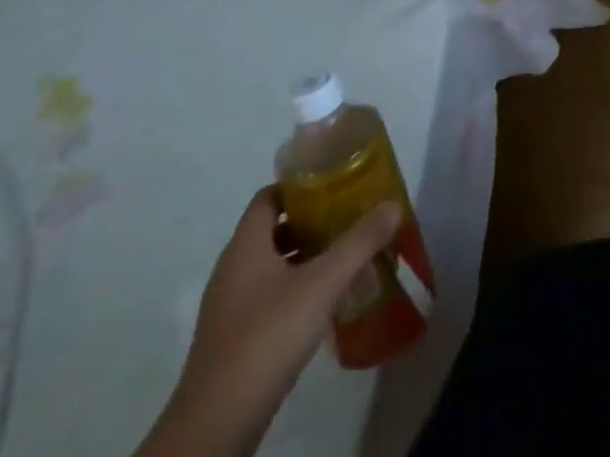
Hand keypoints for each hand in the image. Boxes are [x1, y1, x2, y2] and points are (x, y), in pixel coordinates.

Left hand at [137, 189, 401, 456]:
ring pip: (273, 265)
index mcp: (245, 248)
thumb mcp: (323, 283)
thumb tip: (393, 204)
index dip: (300, 185)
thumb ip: (360, 242)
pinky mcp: (236, 339)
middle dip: (312, 220)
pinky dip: (297, 287)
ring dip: (307, 256)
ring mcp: (231, 308)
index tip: (335, 182)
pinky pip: (270, 296)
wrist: (216, 426)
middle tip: (351, 214)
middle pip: (273, 229)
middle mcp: (233, 271)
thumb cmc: (267, 337)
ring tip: (347, 253)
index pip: (269, 197)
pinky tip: (326, 299)